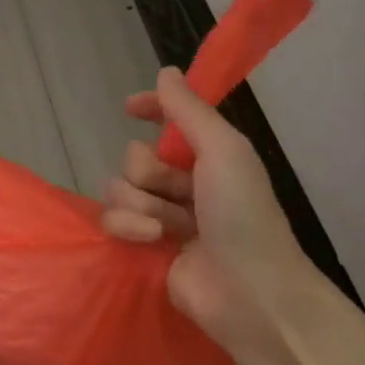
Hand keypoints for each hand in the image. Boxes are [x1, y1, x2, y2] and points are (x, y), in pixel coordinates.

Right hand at [102, 67, 322, 362]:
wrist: (249, 293)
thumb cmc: (243, 215)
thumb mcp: (224, 150)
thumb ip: (189, 110)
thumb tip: (166, 71)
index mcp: (209, 156)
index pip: (172, 120)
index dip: (151, 108)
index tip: (129, 107)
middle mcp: (183, 182)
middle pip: (135, 157)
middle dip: (149, 173)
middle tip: (177, 192)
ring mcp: (163, 215)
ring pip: (120, 188)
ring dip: (142, 204)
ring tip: (169, 228)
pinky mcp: (144, 245)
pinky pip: (114, 219)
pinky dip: (130, 227)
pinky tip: (153, 241)